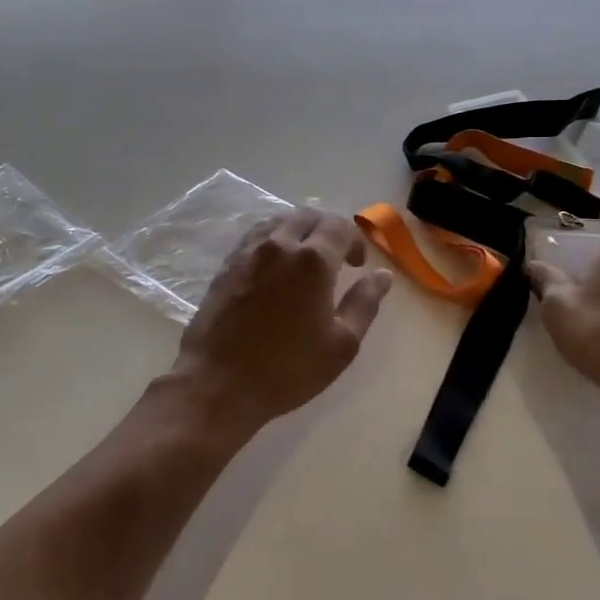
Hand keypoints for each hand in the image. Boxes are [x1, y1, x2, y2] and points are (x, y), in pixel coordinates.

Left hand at [170, 210, 392, 439]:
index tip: (357, 266)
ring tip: (304, 261)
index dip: (354, 240)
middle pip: (308, 216)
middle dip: (327, 230)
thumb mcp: (342, 344)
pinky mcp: (226, 265)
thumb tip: (382, 275)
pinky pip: (255, 236)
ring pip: (278, 221)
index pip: (339, 225)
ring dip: (298, 231)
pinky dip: (272, 240)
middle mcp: (279, 245)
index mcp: (313, 260)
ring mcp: (248, 252)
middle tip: (335, 260)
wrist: (218, 384)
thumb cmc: (287, 369)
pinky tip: (274, 267)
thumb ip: (365, 303)